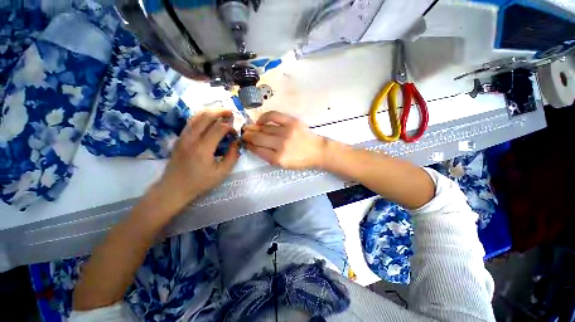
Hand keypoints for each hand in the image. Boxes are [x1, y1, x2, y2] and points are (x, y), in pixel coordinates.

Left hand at [152, 110, 239, 214]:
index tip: (235, 133)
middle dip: (220, 112)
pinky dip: (202, 117)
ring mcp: (183, 136)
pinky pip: (191, 122)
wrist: (174, 188)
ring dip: (210, 112)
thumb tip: (236, 143)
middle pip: (206, 116)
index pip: (219, 128)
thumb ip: (232, 157)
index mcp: (203, 148)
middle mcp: (191, 138)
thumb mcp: (222, 173)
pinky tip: (209, 119)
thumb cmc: (200, 182)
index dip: (230, 127)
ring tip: (221, 112)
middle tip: (231, 113)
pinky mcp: (180, 138)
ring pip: (196, 116)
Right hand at [242, 111, 326, 169]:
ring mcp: (286, 132)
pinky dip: (264, 117)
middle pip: (258, 138)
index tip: (245, 142)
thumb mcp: (283, 165)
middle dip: (248, 136)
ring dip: (255, 128)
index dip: (249, 145)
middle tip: (244, 134)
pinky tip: (261, 121)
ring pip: (264, 128)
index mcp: (278, 159)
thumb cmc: (300, 161)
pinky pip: (273, 116)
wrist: (317, 152)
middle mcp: (280, 145)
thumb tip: (254, 146)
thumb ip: (268, 157)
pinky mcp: (292, 122)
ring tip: (251, 128)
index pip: (258, 150)